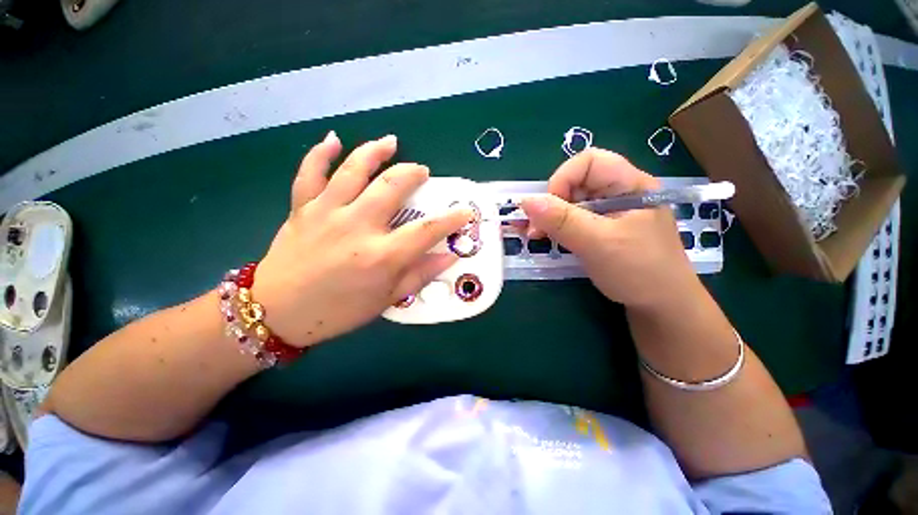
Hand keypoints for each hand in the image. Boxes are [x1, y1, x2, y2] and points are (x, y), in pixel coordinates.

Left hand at [252, 132, 470, 347]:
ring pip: (354, 169)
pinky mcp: (302, 208)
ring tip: (391, 142)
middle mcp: (357, 227)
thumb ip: (419, 275)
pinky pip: (309, 173)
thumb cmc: (338, 311)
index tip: (465, 210)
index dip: (452, 218)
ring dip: (375, 151)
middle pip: (392, 187)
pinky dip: (320, 153)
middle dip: (413, 174)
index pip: (427, 230)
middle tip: (422, 172)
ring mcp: (327, 213)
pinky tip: (333, 139)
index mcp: (381, 256)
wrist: (276, 313)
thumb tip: (449, 257)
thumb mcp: (386, 300)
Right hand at [520, 149, 698, 309]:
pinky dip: (556, 227)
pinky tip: (547, 238)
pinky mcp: (601, 229)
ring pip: (571, 202)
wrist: (661, 307)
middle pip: (576, 182)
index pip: (589, 161)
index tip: (549, 209)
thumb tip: (525, 201)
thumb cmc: (639, 271)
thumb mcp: (598, 243)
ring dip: (550, 217)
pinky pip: (573, 219)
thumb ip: (562, 221)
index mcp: (630, 185)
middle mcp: (619, 193)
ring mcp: (609, 212)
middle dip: (551, 203)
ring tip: (537, 236)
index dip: (563, 179)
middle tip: (536, 229)